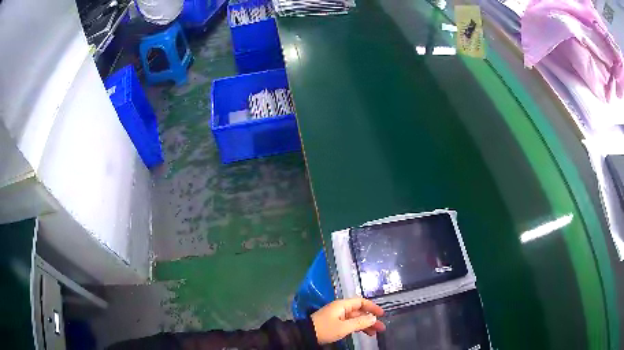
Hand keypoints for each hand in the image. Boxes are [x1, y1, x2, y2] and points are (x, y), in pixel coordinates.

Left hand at [311, 298, 385, 344]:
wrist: (306, 334)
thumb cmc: (325, 329)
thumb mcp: (344, 327)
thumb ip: (360, 322)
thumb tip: (374, 318)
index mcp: (343, 305)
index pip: (361, 302)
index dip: (373, 307)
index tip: (382, 314)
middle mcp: (341, 308)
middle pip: (360, 312)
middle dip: (371, 319)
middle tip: (382, 328)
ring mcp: (338, 316)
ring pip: (356, 318)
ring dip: (366, 325)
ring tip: (375, 333)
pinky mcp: (335, 323)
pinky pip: (350, 323)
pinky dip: (358, 327)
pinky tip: (365, 333)